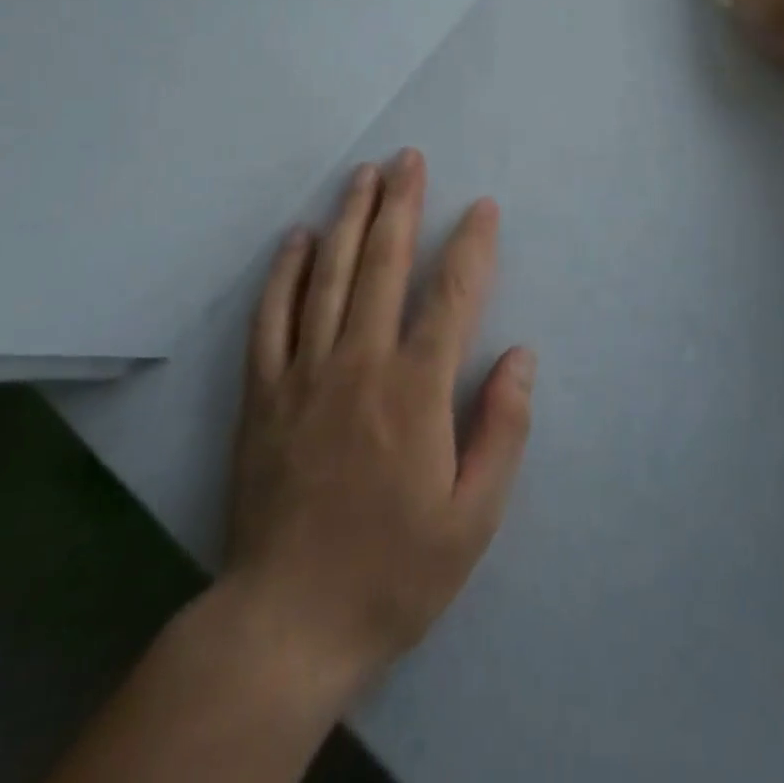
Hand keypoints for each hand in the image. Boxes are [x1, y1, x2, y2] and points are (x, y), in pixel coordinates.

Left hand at [217, 150, 534, 707]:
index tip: (482, 207)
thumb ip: (503, 430)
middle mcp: (359, 363)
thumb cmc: (393, 571)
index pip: (451, 294)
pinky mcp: (263, 393)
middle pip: (382, 263)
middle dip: (400, 203)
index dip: (472, 244)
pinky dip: (286, 271)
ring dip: (349, 218)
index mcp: (415, 391)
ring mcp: (304, 373)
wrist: (286, 625)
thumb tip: (520, 355)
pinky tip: (298, 237)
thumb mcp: (474, 518)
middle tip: (409, 157)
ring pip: (328, 275)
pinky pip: (273, 316)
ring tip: (363, 174)